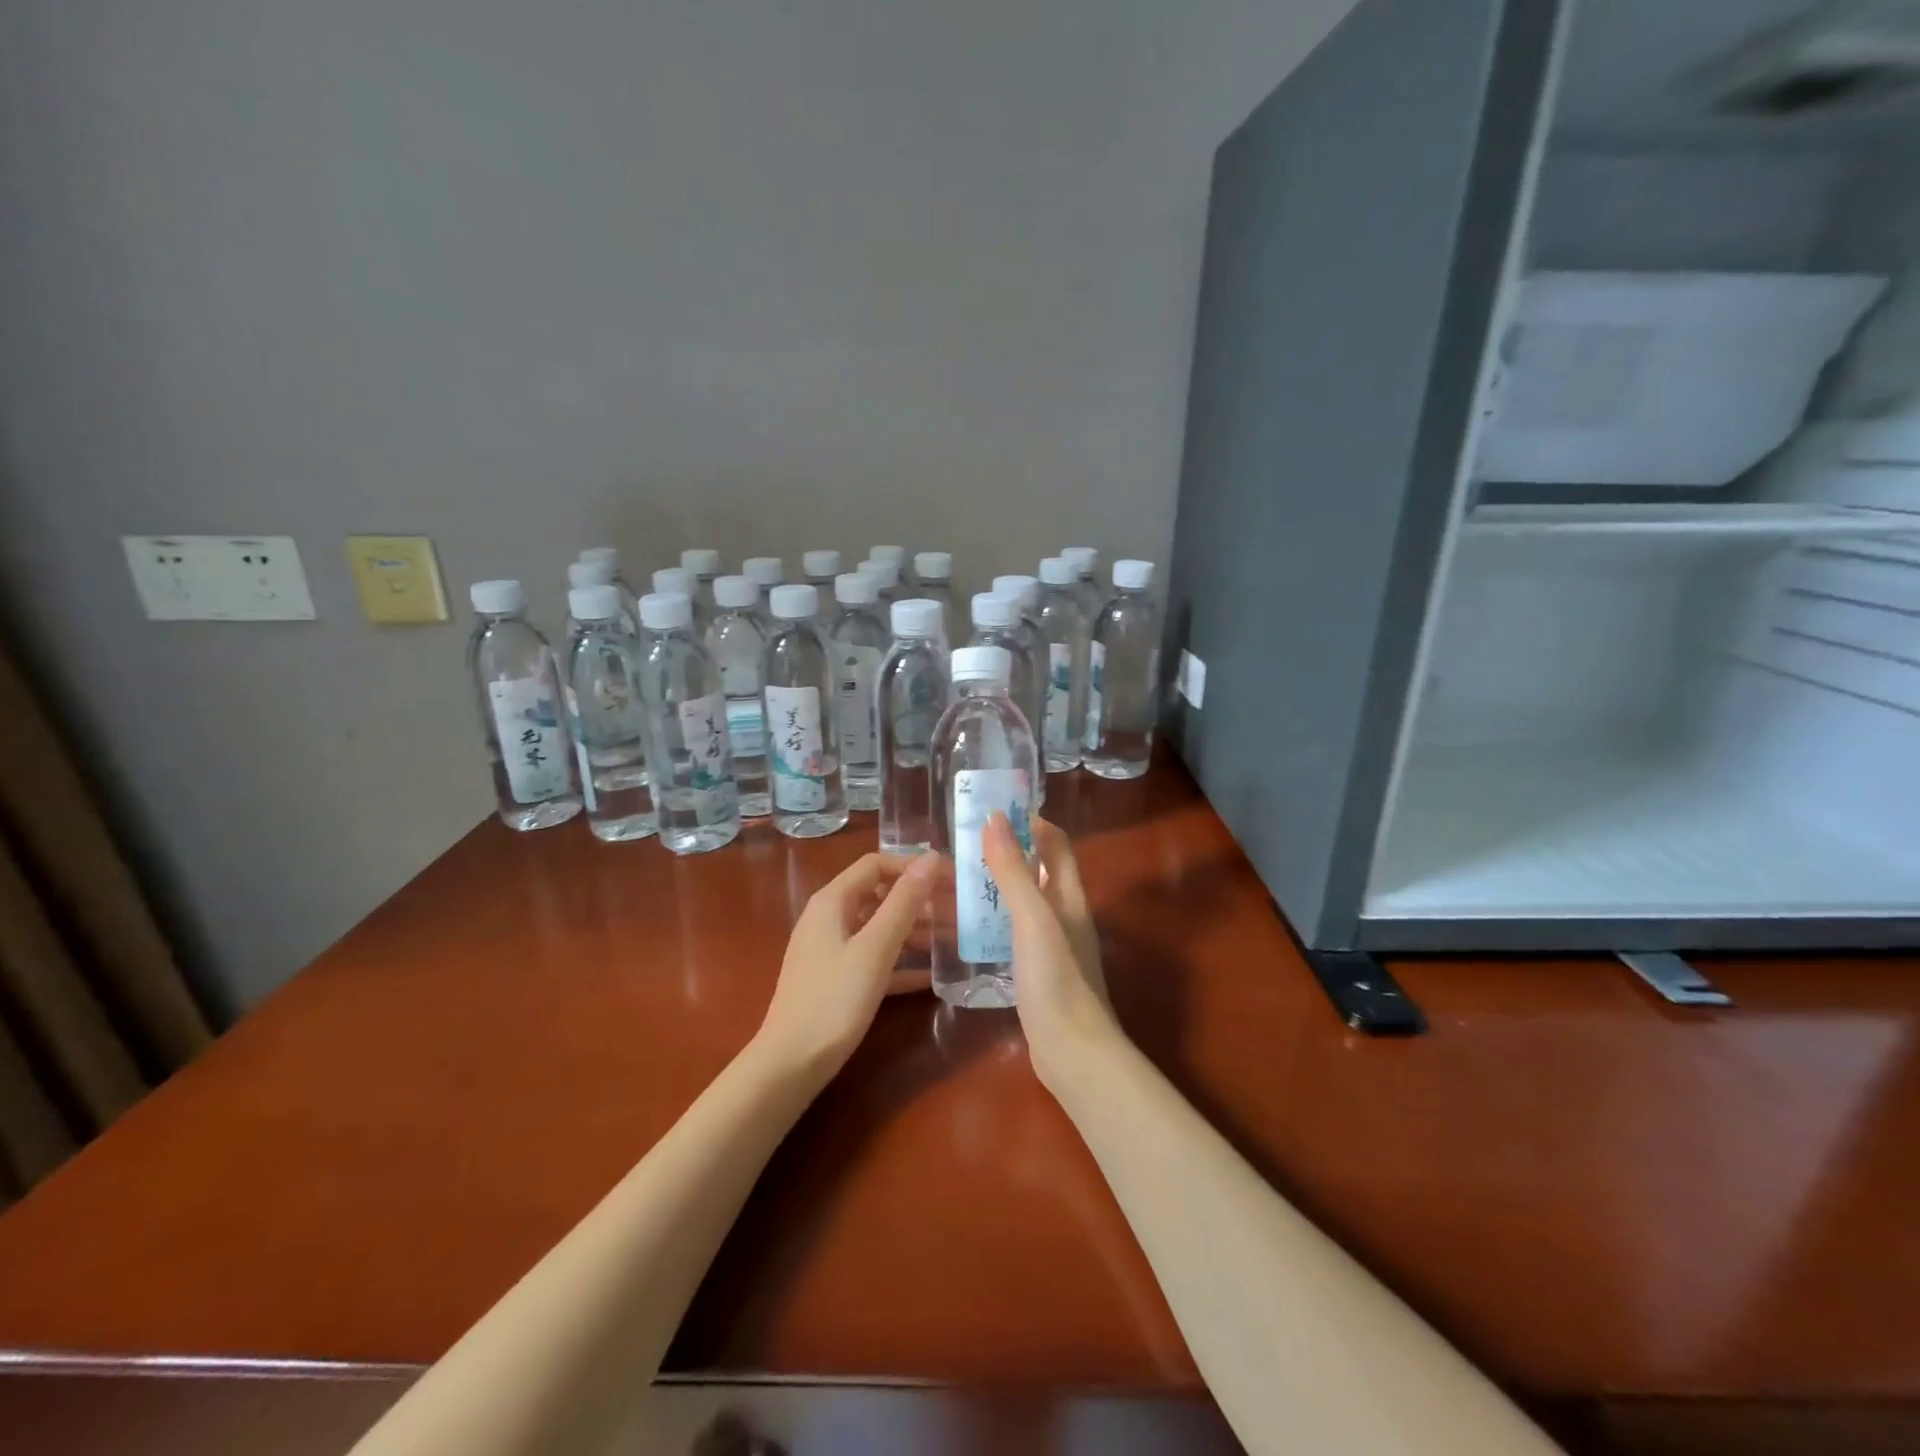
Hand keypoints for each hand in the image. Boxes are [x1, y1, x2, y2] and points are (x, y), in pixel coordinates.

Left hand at [754, 852, 938, 1080]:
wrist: (791, 1065)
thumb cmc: (834, 1000)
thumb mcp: (875, 948)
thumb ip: (904, 902)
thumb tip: (931, 858)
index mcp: (833, 901)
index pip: (877, 864)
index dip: (913, 867)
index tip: (950, 879)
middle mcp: (829, 918)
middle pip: (879, 895)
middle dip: (919, 900)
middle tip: (958, 911)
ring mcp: (831, 950)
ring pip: (879, 928)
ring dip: (914, 931)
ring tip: (953, 940)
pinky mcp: (836, 979)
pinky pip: (874, 958)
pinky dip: (900, 961)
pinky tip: (931, 977)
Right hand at [982, 813, 1121, 1093]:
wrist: (1072, 1053)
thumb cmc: (1056, 979)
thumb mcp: (1032, 919)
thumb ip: (1013, 871)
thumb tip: (995, 817)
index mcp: (1069, 895)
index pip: (1055, 843)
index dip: (1030, 821)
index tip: (992, 810)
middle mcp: (1064, 914)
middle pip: (1038, 869)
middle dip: (1006, 852)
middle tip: (962, 845)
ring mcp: (1052, 944)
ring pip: (1023, 901)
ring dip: (996, 886)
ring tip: (955, 879)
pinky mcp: (1037, 971)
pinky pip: (1013, 932)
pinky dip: (992, 920)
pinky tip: (965, 927)